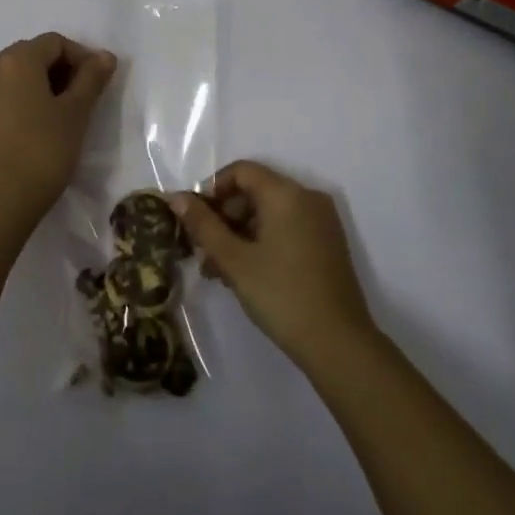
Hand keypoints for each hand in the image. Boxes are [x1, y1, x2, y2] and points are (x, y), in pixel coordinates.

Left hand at [0, 33, 116, 226]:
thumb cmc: (44, 148)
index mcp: (17, 60)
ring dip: (45, 84)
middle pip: (35, 54)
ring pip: (19, 75)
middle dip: (63, 69)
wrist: (3, 198)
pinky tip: (43, 125)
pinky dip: (27, 98)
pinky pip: (7, 94)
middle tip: (85, 96)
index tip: (98, 83)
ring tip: (66, 112)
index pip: (55, 43)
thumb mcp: (76, 111)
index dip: (81, 57)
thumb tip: (104, 56)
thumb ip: (92, 78)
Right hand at [169, 161, 376, 367]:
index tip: (196, 221)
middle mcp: (308, 198)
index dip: (213, 189)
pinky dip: (262, 241)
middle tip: (203, 252)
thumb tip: (176, 198)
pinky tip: (244, 274)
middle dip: (224, 217)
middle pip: (255, 191)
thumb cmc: (281, 294)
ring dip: (240, 234)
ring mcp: (322, 221)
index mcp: (286, 193)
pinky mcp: (328, 244)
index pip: (242, 171)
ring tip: (218, 271)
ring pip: (269, 213)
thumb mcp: (234, 260)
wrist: (338, 343)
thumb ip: (203, 225)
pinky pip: (287, 228)